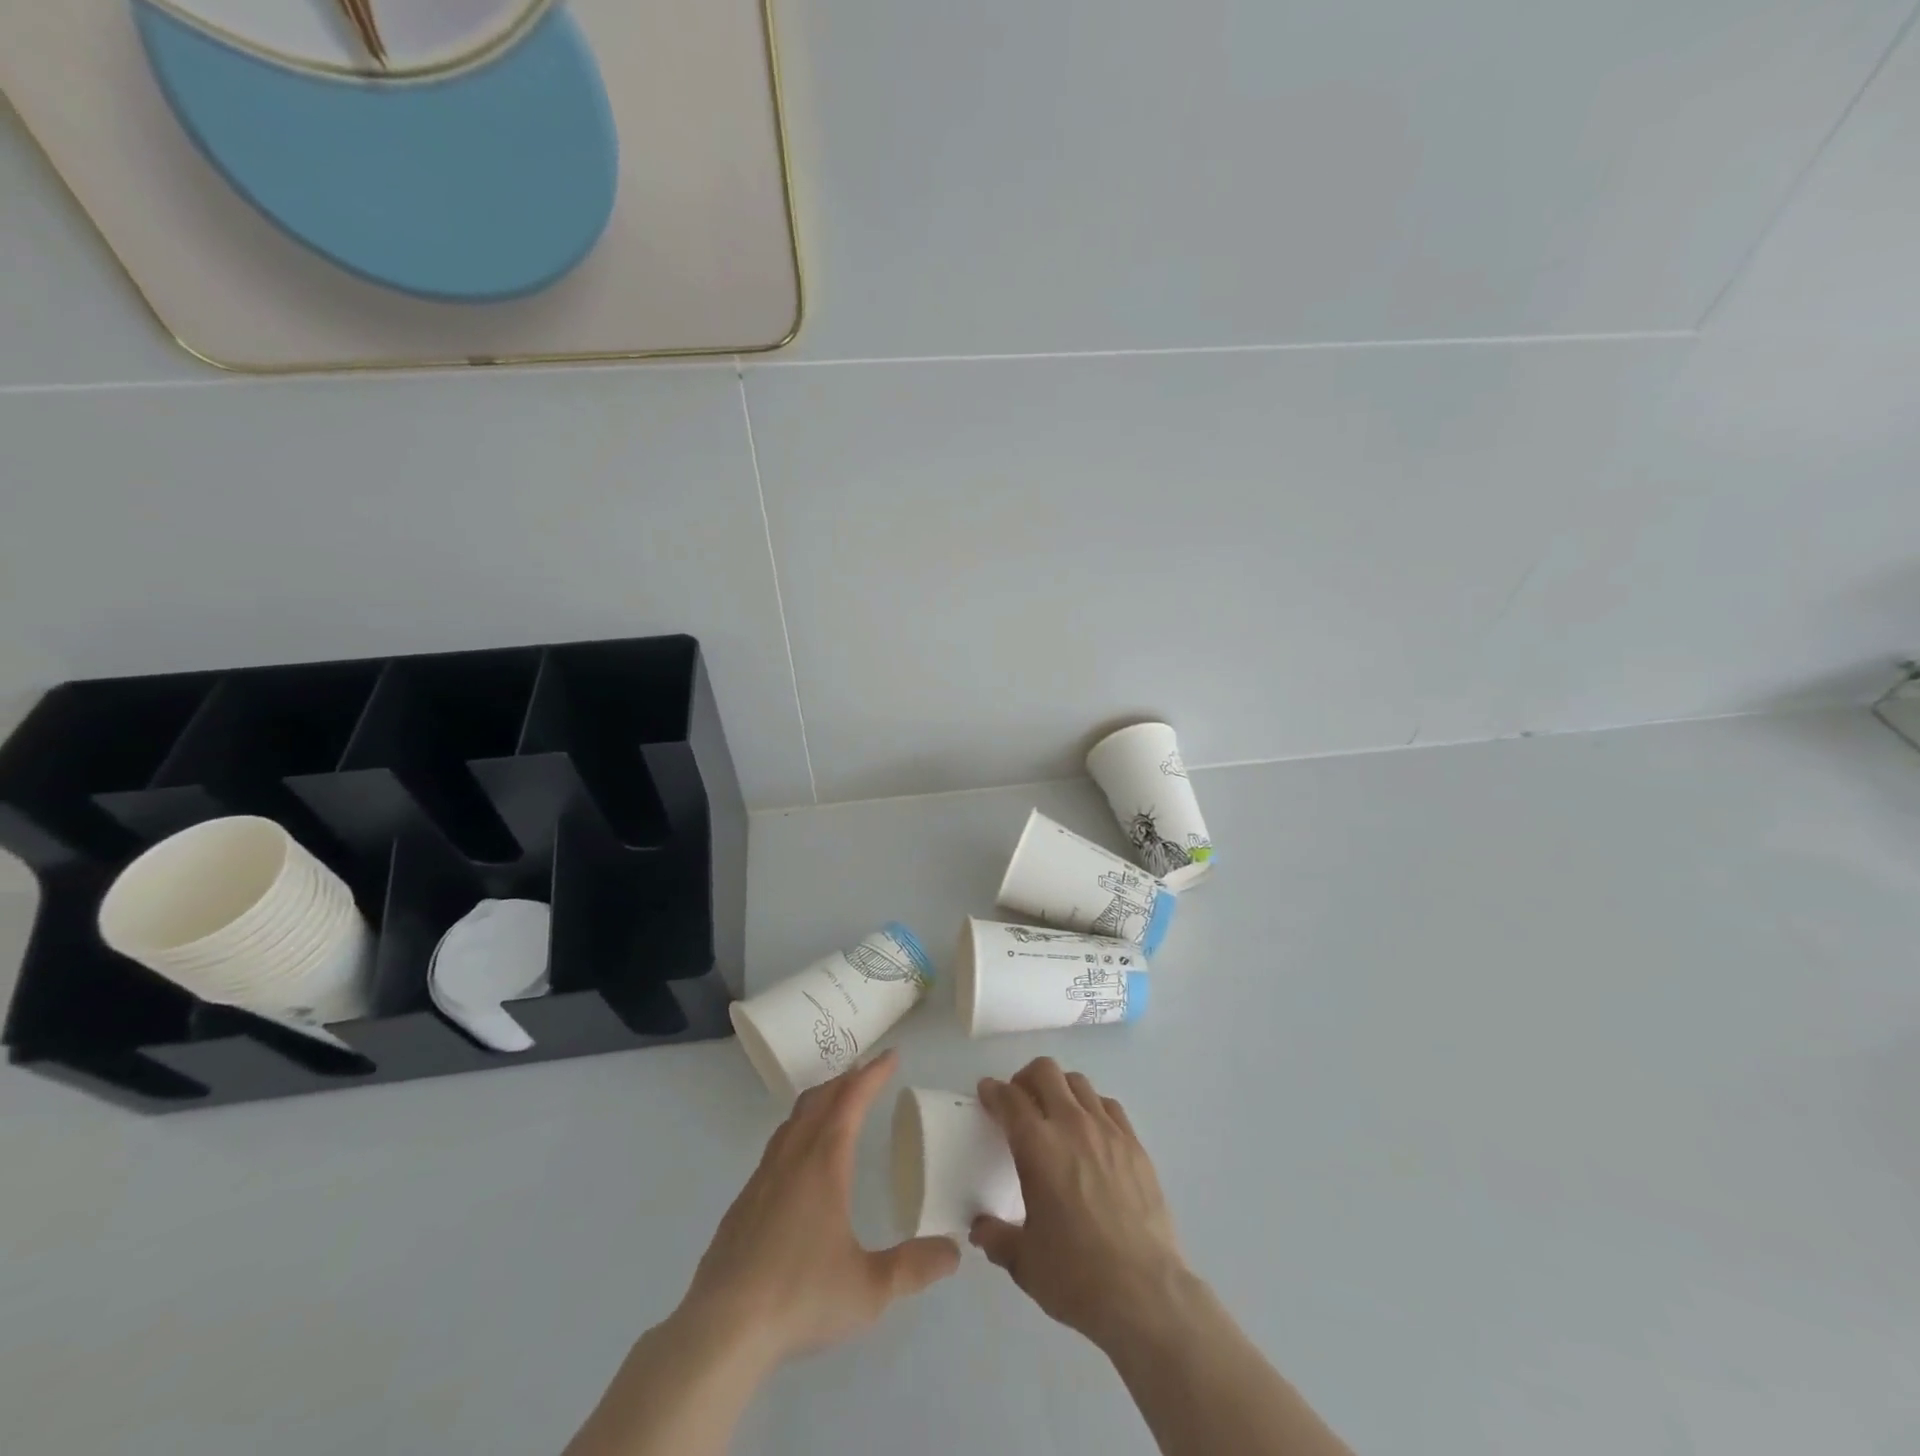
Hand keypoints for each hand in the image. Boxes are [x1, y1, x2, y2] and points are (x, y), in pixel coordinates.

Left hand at [679, 1049, 960, 1369]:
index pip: (851, 1100)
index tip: (891, 1056)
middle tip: (867, 1072)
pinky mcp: (742, 1203)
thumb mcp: (869, 1289)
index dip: (872, 1074)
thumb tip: (954, 1251)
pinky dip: (797, 1130)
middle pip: (819, 1100)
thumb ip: (914, 1267)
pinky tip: (800, 1160)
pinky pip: (776, 1146)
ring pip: (793, 1120)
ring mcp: (762, 1178)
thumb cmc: (800, 1297)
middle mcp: (792, 1158)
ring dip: (819, 1101)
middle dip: (846, 1079)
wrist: (721, 1330)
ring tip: (836, 1103)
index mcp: (824, 1163)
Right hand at [971, 1058, 1187, 1348]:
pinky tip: (1090, 1132)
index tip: (987, 1094)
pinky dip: (1092, 1107)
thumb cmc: (1076, 1276)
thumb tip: (980, 1228)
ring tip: (1055, 1113)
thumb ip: (997, 1238)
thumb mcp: (1024, 1262)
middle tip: (1019, 1101)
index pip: (1009, 1098)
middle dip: (1026, 1078)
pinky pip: (1109, 1106)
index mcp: (1037, 1147)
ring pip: (1079, 1083)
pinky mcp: (1135, 1145)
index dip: (993, 1091)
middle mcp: (1071, 1125)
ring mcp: (1108, 1131)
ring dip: (1059, 1088)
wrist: (1144, 1293)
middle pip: (1045, 1072)